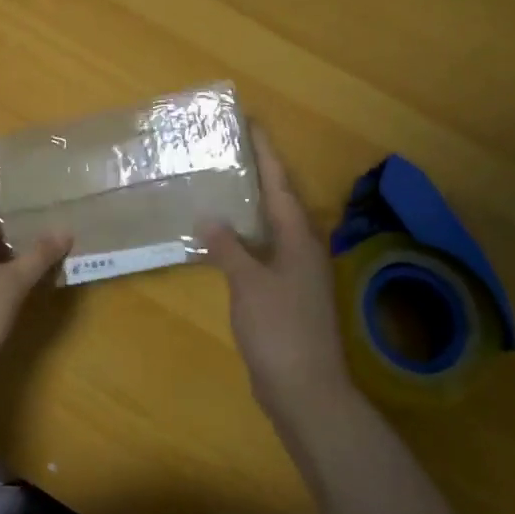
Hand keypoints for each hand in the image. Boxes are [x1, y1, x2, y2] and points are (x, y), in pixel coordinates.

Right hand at [202, 128, 350, 420]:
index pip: (279, 184)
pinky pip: (261, 253)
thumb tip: (209, 216)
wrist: (306, 390)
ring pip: (269, 229)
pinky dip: (242, 241)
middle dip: (256, 175)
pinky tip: (220, 242)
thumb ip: (228, 248)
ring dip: (247, 208)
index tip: (251, 123)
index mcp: (299, 238)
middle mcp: (302, 249)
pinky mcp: (285, 295)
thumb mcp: (249, 284)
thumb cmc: (280, 330)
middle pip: (277, 202)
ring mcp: (295, 274)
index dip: (265, 153)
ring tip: (219, 187)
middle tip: (226, 151)